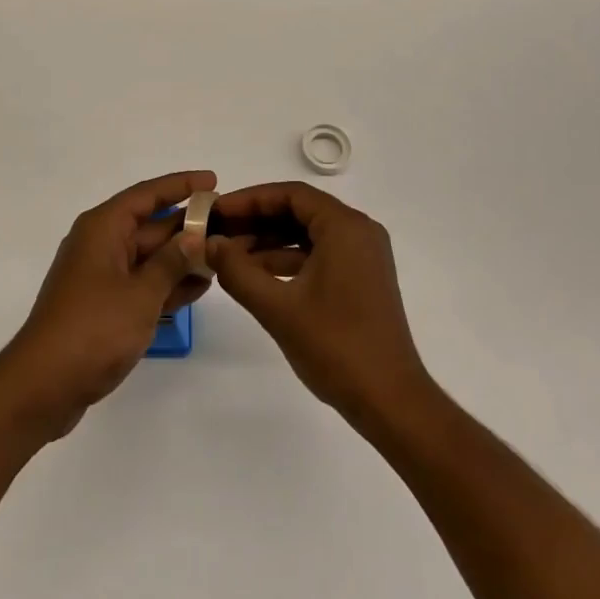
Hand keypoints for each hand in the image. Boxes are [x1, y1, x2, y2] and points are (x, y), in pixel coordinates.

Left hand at [0, 170, 214, 437]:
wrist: (43, 385)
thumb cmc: (93, 329)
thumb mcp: (140, 294)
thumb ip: (170, 263)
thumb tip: (193, 237)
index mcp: (103, 228)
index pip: (147, 195)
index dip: (181, 185)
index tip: (212, 180)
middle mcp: (100, 244)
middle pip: (150, 225)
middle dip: (187, 226)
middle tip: (227, 226)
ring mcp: (101, 276)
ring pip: (148, 257)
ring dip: (181, 257)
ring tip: (222, 256)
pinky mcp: (103, 306)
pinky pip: (142, 283)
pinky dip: (167, 284)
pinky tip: (199, 286)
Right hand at [208, 181, 431, 425]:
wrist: (391, 403)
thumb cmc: (336, 347)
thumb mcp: (278, 308)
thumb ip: (237, 270)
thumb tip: (208, 243)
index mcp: (345, 227)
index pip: (290, 195)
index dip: (249, 200)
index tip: (217, 212)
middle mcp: (358, 231)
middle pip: (299, 210)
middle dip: (256, 220)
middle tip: (218, 232)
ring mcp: (363, 256)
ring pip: (307, 234)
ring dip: (269, 242)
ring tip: (229, 256)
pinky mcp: (361, 279)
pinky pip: (318, 254)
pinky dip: (288, 260)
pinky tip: (256, 276)